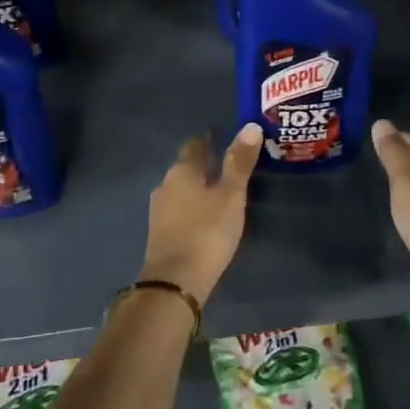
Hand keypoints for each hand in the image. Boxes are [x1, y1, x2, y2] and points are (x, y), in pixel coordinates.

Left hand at [137, 125, 263, 301]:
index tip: (222, 135)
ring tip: (220, 188)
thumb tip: (250, 126)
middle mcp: (165, 185)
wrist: (175, 282)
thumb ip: (239, 162)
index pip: (195, 145)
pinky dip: (193, 205)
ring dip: (198, 186)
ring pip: (181, 189)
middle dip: (205, 163)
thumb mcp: (231, 196)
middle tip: (228, 162)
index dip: (209, 139)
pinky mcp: (160, 233)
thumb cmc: (207, 232)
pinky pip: (179, 209)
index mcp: (182, 171)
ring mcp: (159, 210)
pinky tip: (205, 214)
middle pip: (187, 167)